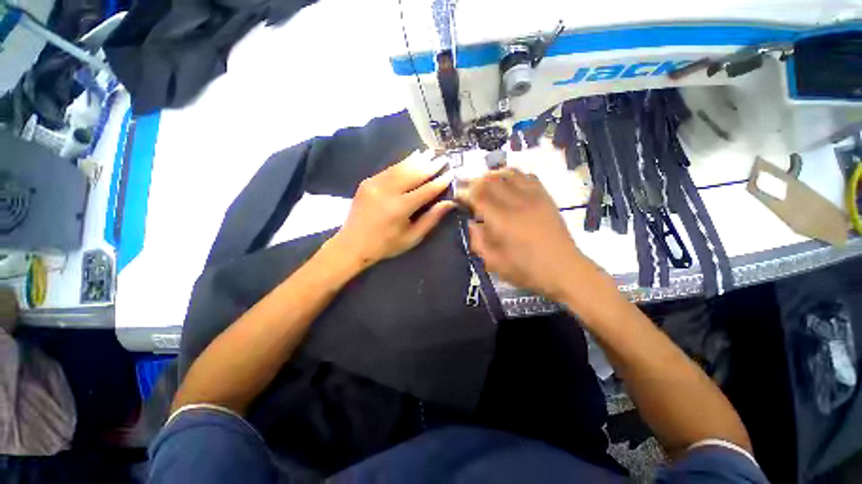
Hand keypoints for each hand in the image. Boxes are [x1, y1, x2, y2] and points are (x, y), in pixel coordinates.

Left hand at [329, 150, 454, 269]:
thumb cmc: (386, 245)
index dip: (440, 182)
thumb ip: (431, 219)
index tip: (451, 173)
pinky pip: (389, 169)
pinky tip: (411, 157)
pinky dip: (402, 163)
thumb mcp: (412, 237)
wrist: (352, 244)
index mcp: (400, 208)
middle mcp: (387, 192)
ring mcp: (375, 184)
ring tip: (430, 152)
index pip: (426, 190)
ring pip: (401, 168)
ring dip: (417, 160)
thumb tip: (449, 203)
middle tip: (443, 157)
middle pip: (413, 174)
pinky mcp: (367, 182)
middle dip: (430, 166)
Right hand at [459, 168, 591, 300]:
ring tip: (486, 183)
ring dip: (493, 175)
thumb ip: (477, 240)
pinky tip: (508, 183)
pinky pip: (527, 176)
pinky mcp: (545, 197)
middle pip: (491, 180)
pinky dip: (513, 175)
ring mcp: (533, 197)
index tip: (457, 195)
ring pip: (509, 173)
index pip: (478, 195)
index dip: (464, 192)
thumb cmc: (526, 269)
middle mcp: (516, 203)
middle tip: (469, 189)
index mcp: (502, 220)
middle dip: (475, 181)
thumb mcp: (493, 262)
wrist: (564, 270)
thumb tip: (470, 222)